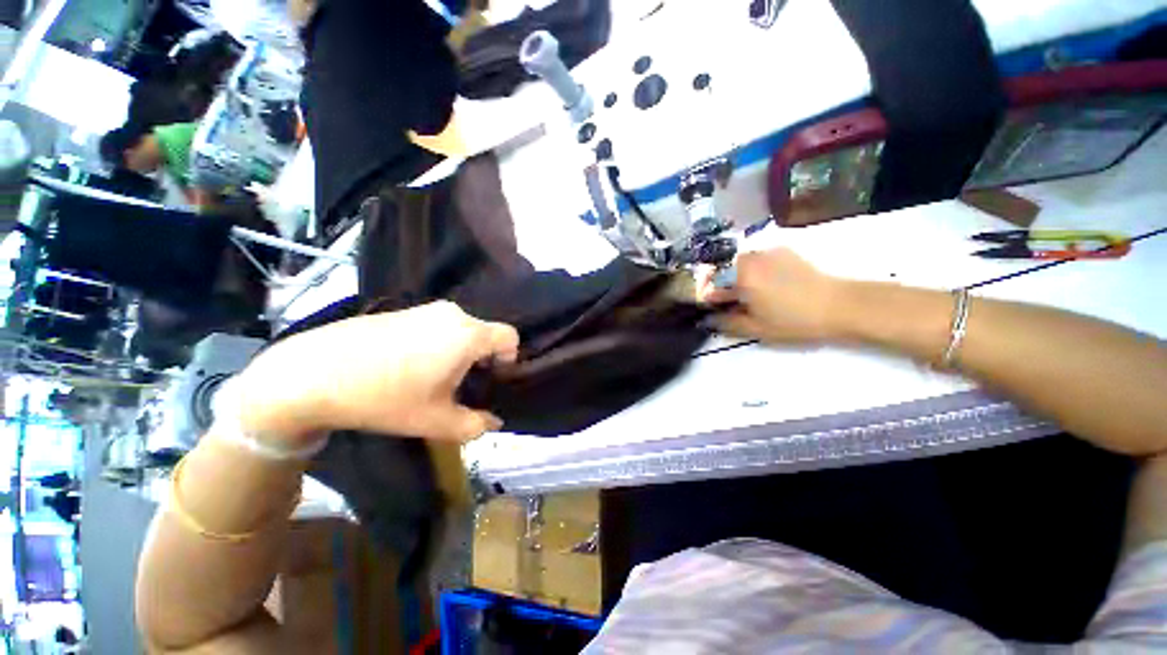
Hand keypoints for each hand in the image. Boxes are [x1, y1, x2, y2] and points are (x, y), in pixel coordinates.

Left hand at [237, 301, 519, 442]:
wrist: (312, 373)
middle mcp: (452, 314)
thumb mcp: (435, 421)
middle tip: (460, 386)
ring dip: (459, 352)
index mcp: (467, 335)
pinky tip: (409, 366)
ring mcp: (425, 309)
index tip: (491, 379)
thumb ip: (475, 425)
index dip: (509, 359)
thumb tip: (494, 423)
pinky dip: (438, 343)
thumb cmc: (385, 398)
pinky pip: (437, 326)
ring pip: (461, 330)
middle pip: (485, 334)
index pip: (510, 337)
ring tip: (433, 378)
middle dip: (482, 359)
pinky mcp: (403, 310)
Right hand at [697, 248, 844, 343]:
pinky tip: (768, 284)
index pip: (709, 284)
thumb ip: (726, 323)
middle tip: (732, 304)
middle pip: (722, 270)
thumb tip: (706, 320)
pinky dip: (754, 270)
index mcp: (740, 276)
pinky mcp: (783, 251)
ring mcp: (768, 252)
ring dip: (736, 277)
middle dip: (721, 286)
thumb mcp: (756, 329)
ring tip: (750, 295)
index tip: (712, 310)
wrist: (841, 305)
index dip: (707, 298)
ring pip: (739, 264)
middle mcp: (750, 258)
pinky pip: (757, 259)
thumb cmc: (794, 320)